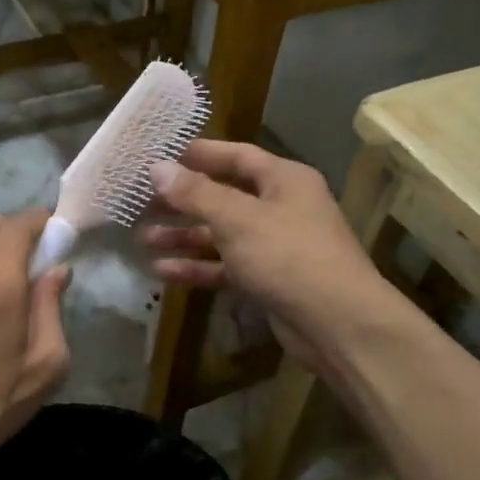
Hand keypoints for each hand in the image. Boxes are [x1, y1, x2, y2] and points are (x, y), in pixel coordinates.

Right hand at [140, 140, 394, 372]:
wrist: (339, 325)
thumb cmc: (289, 256)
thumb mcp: (238, 219)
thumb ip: (196, 193)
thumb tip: (157, 167)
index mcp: (283, 180)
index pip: (235, 156)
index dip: (198, 154)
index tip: (160, 154)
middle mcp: (280, 207)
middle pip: (223, 196)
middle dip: (183, 200)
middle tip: (141, 201)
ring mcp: (274, 246)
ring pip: (221, 234)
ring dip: (184, 236)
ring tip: (143, 238)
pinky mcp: (267, 280)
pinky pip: (225, 266)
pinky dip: (198, 267)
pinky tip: (162, 271)